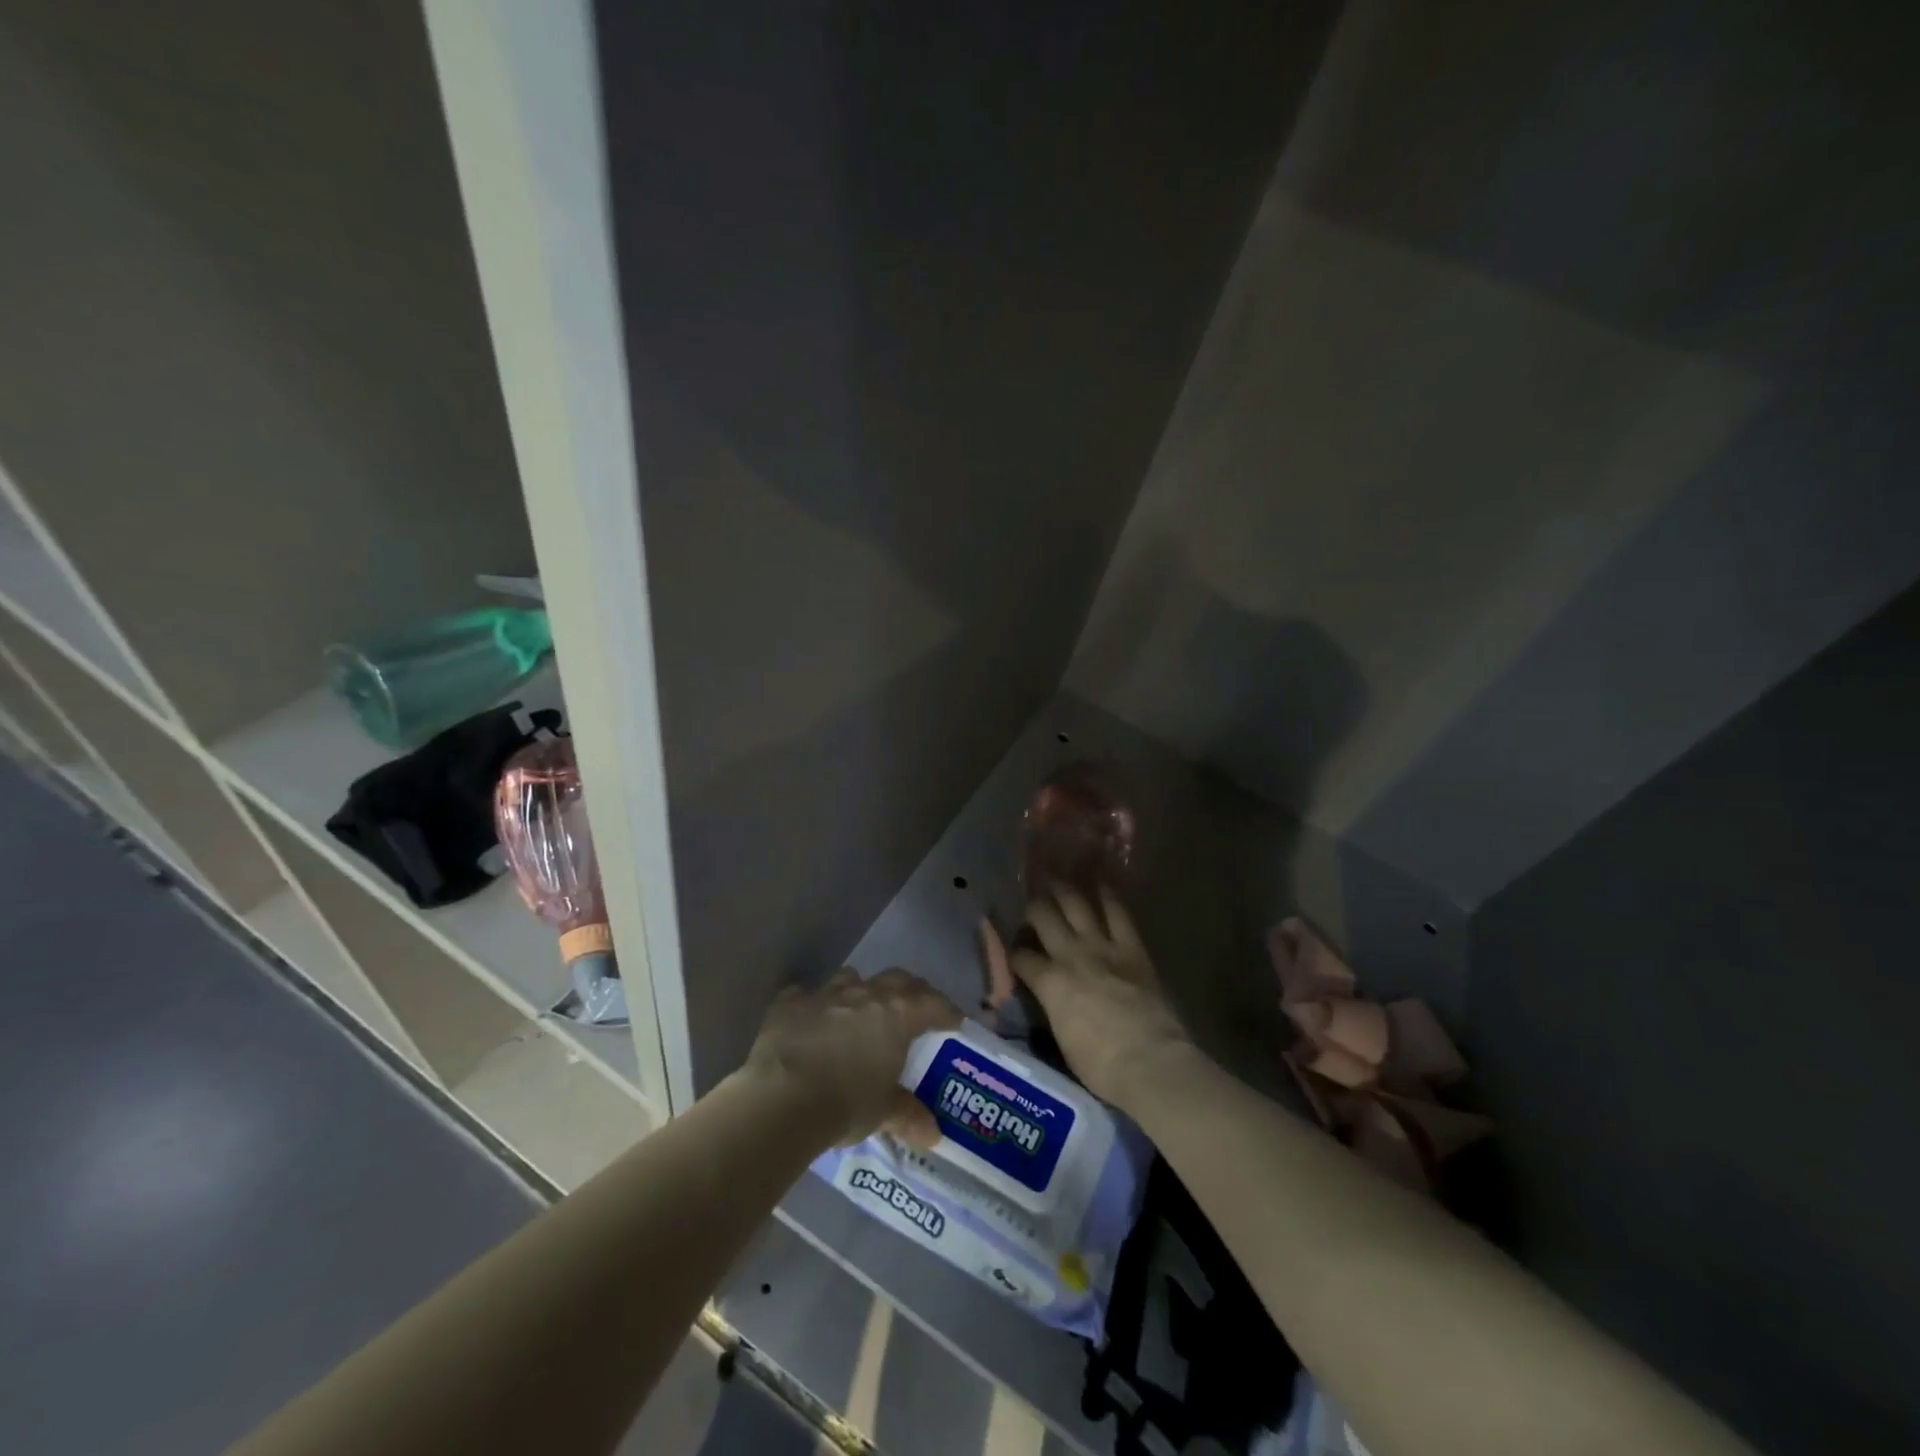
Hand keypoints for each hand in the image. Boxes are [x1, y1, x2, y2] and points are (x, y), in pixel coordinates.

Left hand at [742, 967, 960, 1147]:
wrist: (783, 1099)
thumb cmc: (846, 1104)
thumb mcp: (883, 1112)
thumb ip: (908, 1115)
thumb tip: (933, 1134)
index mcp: (897, 1015)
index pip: (933, 1003)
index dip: (946, 1011)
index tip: (953, 1022)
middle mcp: (866, 994)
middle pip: (898, 979)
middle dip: (911, 991)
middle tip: (915, 1008)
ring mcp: (826, 993)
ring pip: (852, 978)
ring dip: (861, 991)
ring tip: (861, 1011)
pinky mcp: (790, 1003)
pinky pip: (806, 995)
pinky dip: (812, 1005)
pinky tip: (810, 1021)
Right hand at [1013, 885, 1196, 1115]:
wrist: (1150, 1062)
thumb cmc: (1101, 1065)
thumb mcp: (1061, 1039)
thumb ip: (1051, 1010)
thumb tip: (1047, 1002)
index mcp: (1049, 983)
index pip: (1020, 957)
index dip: (1012, 952)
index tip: (1011, 949)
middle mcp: (1071, 955)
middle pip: (1043, 917)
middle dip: (1033, 907)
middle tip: (1030, 902)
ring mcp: (1103, 947)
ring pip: (1077, 905)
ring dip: (1064, 890)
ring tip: (1055, 878)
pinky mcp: (1132, 949)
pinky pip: (1118, 914)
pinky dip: (1108, 896)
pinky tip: (1101, 884)